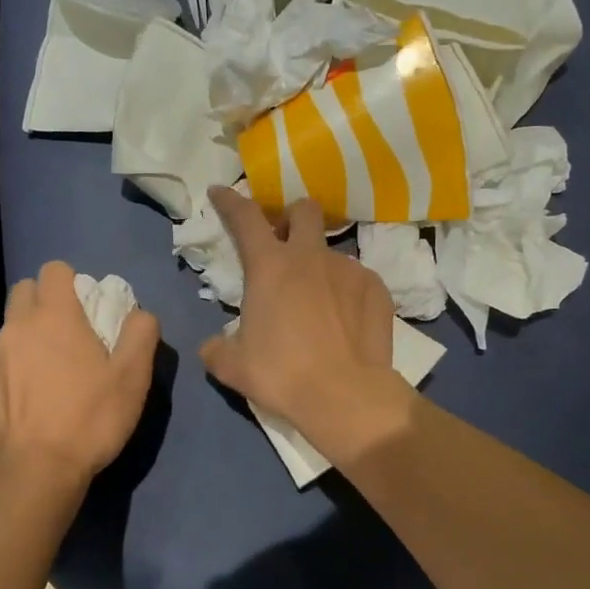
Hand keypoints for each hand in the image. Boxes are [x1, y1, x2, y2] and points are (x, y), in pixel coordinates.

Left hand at [0, 261, 159, 482]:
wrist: (33, 472)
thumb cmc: (89, 418)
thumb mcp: (133, 377)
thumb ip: (140, 334)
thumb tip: (139, 314)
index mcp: (54, 316)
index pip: (54, 269)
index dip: (73, 282)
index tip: (89, 308)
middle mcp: (17, 327)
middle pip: (24, 290)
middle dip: (46, 300)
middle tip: (71, 333)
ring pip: (11, 327)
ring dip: (30, 335)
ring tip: (54, 371)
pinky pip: (1, 361)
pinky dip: (17, 367)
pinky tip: (35, 399)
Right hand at [198, 188, 414, 464]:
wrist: (345, 396)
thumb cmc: (282, 375)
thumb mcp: (233, 366)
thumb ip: (216, 348)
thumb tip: (212, 346)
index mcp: (270, 267)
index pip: (245, 217)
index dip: (230, 201)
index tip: (221, 192)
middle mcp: (310, 257)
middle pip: (303, 210)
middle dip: (291, 218)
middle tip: (284, 244)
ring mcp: (349, 269)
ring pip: (332, 250)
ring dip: (319, 265)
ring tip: (318, 301)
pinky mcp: (377, 288)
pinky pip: (357, 279)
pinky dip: (347, 292)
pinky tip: (345, 320)